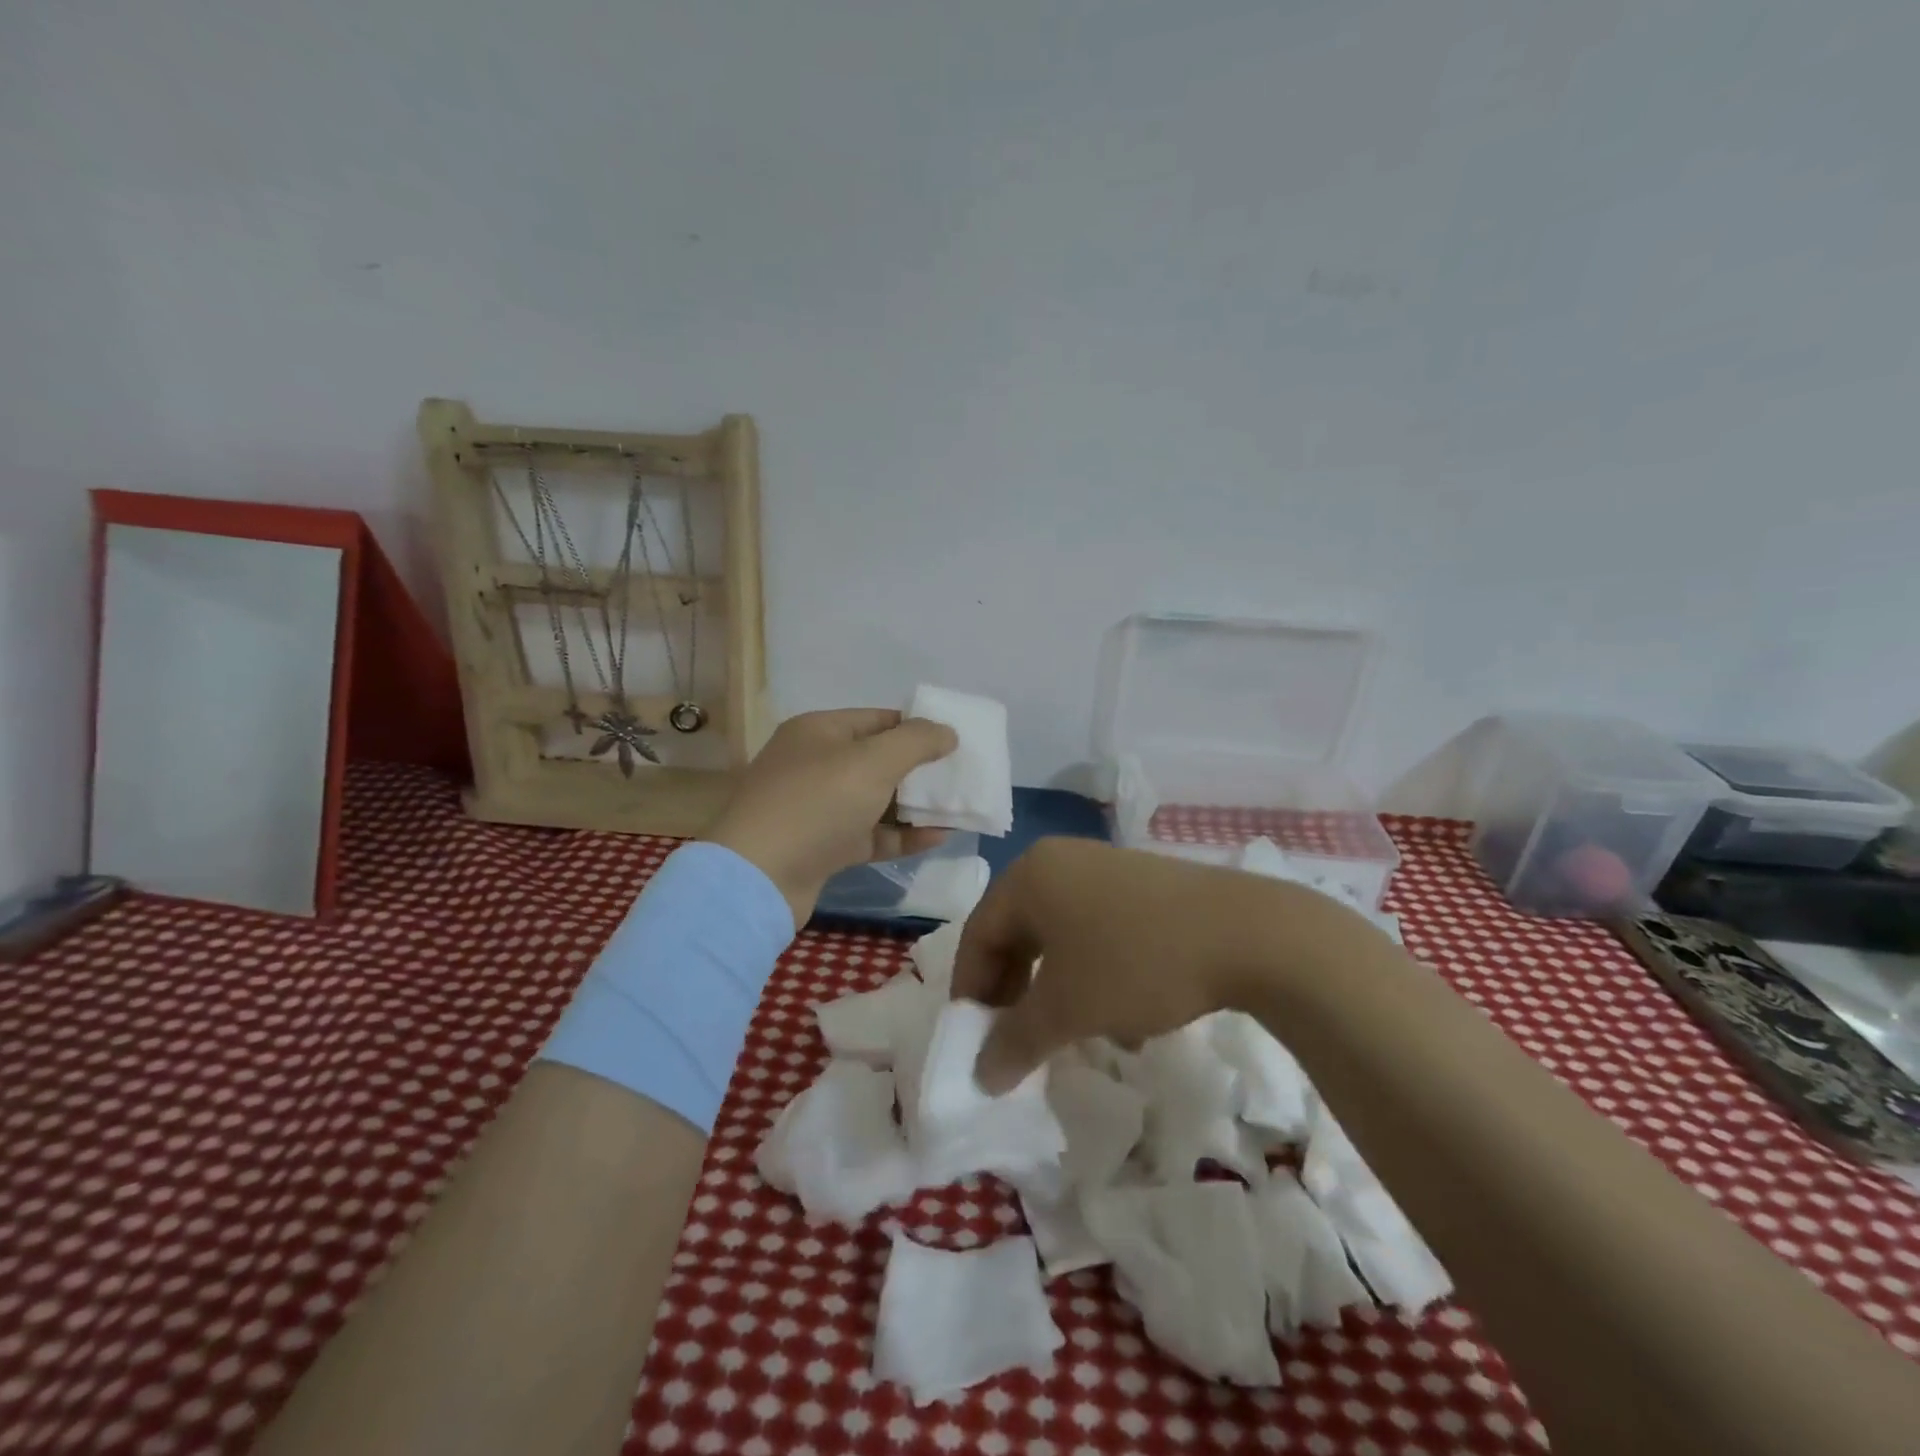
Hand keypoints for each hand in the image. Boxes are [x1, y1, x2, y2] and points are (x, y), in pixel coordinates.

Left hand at [704, 709, 959, 928]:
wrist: (759, 878)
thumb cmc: (817, 804)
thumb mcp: (873, 761)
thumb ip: (916, 741)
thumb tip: (947, 731)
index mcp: (819, 731)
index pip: (878, 719)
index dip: (917, 728)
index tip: (955, 742)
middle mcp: (815, 764)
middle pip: (877, 760)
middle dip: (920, 769)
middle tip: (961, 777)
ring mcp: (817, 808)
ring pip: (876, 800)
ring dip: (915, 805)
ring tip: (958, 808)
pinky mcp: (822, 847)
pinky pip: (871, 834)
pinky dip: (902, 836)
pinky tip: (938, 837)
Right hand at [952, 837, 1342, 1091]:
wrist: (1247, 933)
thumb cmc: (1136, 962)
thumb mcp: (1067, 1009)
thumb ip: (1015, 1042)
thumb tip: (980, 1076)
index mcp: (1029, 876)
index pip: (978, 933)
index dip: (970, 990)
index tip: (974, 1040)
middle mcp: (1059, 862)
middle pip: (1016, 931)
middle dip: (1012, 991)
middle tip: (1015, 1038)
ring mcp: (1104, 868)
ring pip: (1059, 934)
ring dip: (1053, 988)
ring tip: (1066, 1034)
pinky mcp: (1142, 885)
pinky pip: (1096, 929)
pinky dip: (1091, 972)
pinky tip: (1119, 1018)